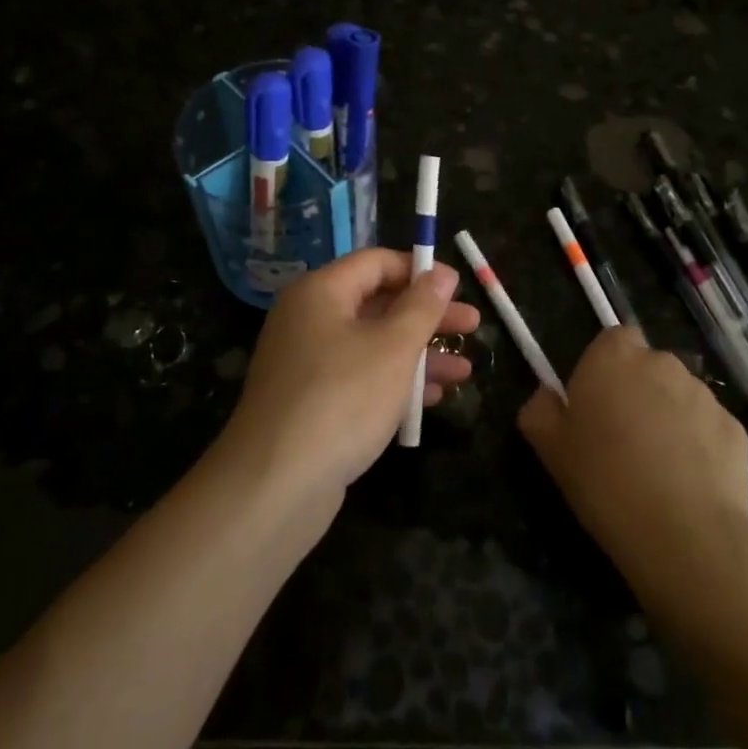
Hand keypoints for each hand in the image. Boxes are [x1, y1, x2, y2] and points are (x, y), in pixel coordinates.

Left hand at [220, 248, 478, 507]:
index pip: (376, 262)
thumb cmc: (342, 399)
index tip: (458, 288)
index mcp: (321, 292)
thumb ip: (422, 306)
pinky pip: (360, 378)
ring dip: (420, 355)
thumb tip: (442, 273)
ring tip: (465, 371)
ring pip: (373, 345)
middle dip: (428, 317)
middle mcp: (309, 319)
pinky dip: (395, 383)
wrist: (275, 485)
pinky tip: (433, 399)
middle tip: (472, 327)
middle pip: (378, 304)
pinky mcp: (312, 402)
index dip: (420, 270)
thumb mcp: (393, 347)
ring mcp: (308, 363)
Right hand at [518, 327, 747, 585]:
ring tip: (659, 467)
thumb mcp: (550, 449)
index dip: (606, 367)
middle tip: (624, 438)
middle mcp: (662, 362)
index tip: (598, 402)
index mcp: (614, 358)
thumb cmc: (604, 481)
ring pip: (681, 396)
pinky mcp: (735, 427)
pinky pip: (709, 428)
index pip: (614, 339)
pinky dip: (700, 446)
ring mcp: (704, 394)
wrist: (682, 533)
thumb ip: (540, 410)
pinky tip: (689, 483)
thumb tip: (546, 396)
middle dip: (639, 392)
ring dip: (670, 417)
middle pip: (648, 366)